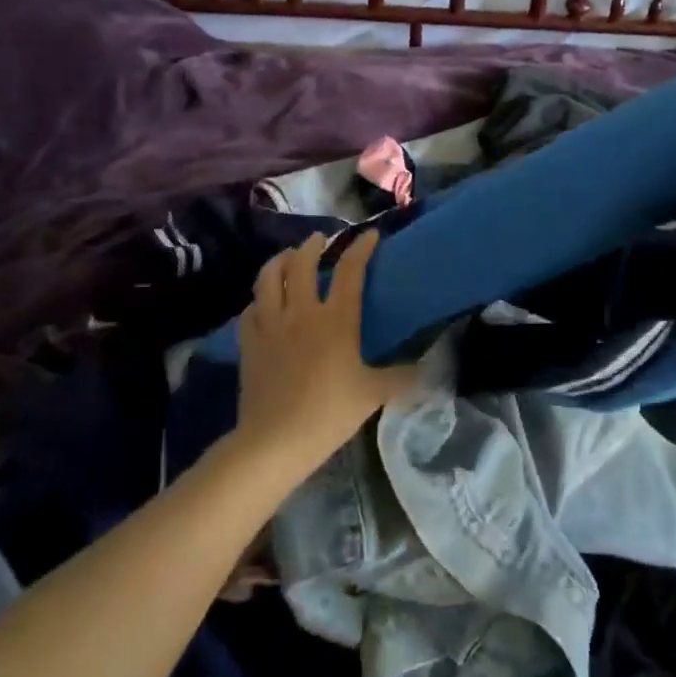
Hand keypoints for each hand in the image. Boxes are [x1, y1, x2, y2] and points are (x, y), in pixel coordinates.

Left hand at [235, 231, 417, 471]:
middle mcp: (301, 312)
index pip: (350, 271)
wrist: (275, 441)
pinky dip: (258, 299)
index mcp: (336, 320)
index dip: (361, 248)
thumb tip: (426, 366)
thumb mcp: (374, 395)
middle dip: (313, 245)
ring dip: (280, 261)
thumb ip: (401, 376)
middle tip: (321, 240)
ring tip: (288, 257)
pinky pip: (250, 310)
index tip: (370, 236)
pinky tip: (263, 303)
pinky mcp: (249, 343)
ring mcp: (270, 325)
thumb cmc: (329, 413)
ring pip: (269, 278)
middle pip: (302, 263)